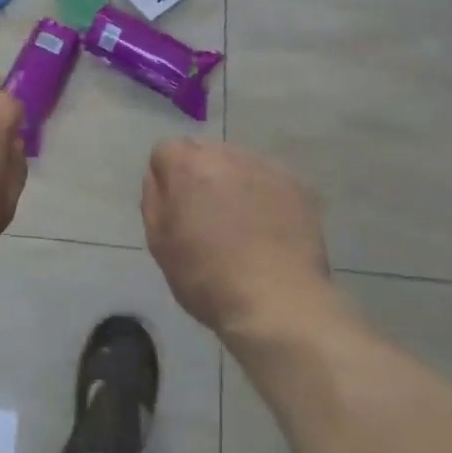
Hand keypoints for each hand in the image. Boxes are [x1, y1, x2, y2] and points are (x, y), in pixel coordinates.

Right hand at [141, 140, 337, 342]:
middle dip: (198, 174)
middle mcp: (227, 155)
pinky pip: (267, 178)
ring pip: (237, 162)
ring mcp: (266, 168)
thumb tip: (160, 178)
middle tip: (205, 214)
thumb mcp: (159, 243)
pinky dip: (261, 194)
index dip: (165, 178)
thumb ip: (154, 199)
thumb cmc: (207, 278)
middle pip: (203, 151)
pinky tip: (266, 227)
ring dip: (231, 181)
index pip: (165, 150)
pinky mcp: (297, 185)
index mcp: (188, 166)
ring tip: (240, 222)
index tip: (174, 207)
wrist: (279, 303)